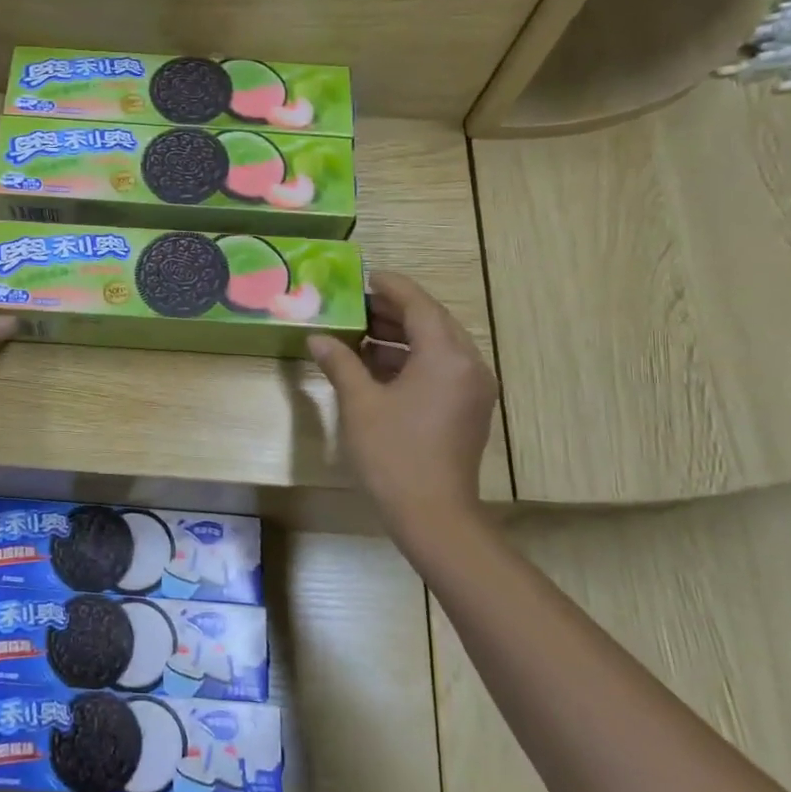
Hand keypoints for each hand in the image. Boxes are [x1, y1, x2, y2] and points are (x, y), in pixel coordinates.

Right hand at [308, 270, 497, 536]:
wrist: (433, 515)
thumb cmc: (393, 454)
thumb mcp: (360, 403)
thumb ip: (340, 362)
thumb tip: (318, 339)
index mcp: (445, 355)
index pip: (418, 304)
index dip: (390, 287)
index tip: (364, 276)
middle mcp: (468, 364)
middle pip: (431, 322)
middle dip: (393, 311)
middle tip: (355, 304)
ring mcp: (473, 388)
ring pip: (437, 346)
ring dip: (401, 336)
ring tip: (360, 332)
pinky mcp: (469, 408)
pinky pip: (441, 368)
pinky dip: (412, 359)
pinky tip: (377, 365)